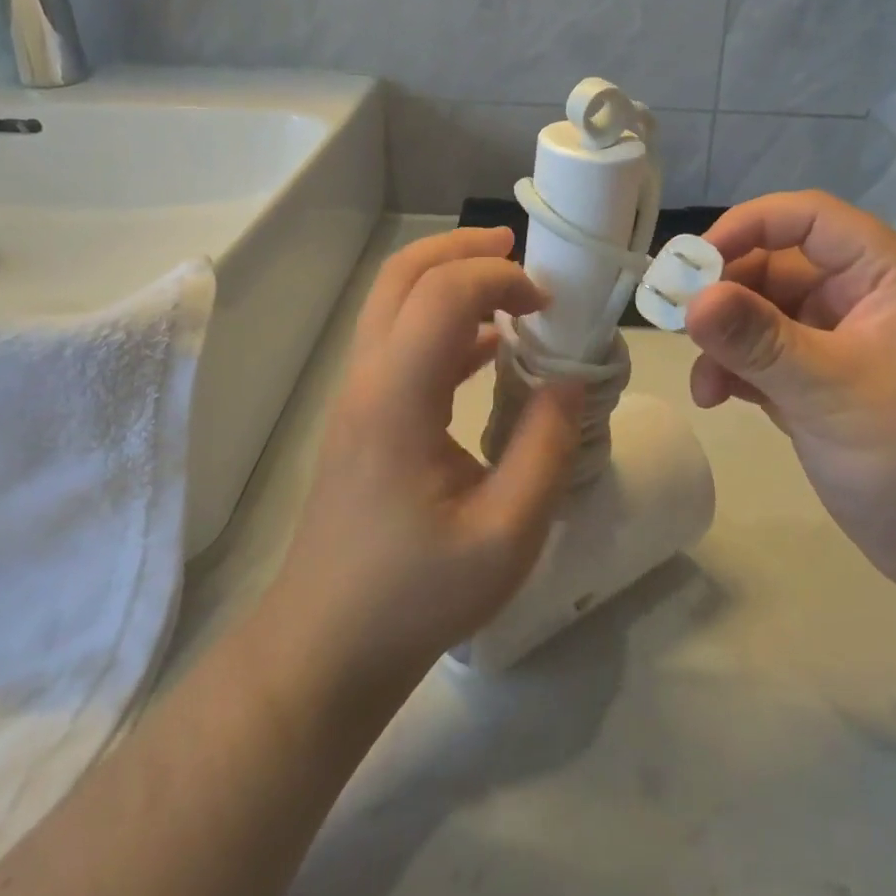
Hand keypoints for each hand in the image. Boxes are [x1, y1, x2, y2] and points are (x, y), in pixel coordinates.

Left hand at [263, 227, 579, 697]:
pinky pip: (400, 341)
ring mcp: (358, 395)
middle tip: (517, 249)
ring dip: (449, 279)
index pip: (444, 294)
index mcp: (397, 398)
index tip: (550, 304)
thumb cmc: (415, 596)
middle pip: (403, 275)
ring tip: (510, 288)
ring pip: (394, 302)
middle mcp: (368, 379)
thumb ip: (545, 448)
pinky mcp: (362, 415)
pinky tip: (488, 347)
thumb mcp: (506, 534)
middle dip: (461, 248)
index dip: (500, 279)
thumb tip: (569, 382)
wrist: (326, 647)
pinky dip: (444, 323)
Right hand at [685, 192, 895, 606]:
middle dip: (725, 293)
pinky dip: (736, 371)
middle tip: (678, 323)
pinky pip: (765, 358)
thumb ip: (757, 340)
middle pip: (775, 266)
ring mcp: (839, 345)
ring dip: (725, 340)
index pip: (807, 218)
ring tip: (705, 382)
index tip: (693, 263)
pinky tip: (717, 399)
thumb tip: (690, 298)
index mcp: (883, 276)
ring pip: (763, 315)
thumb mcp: (832, 390)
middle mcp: (859, 299)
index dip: (747, 226)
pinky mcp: (821, 388)